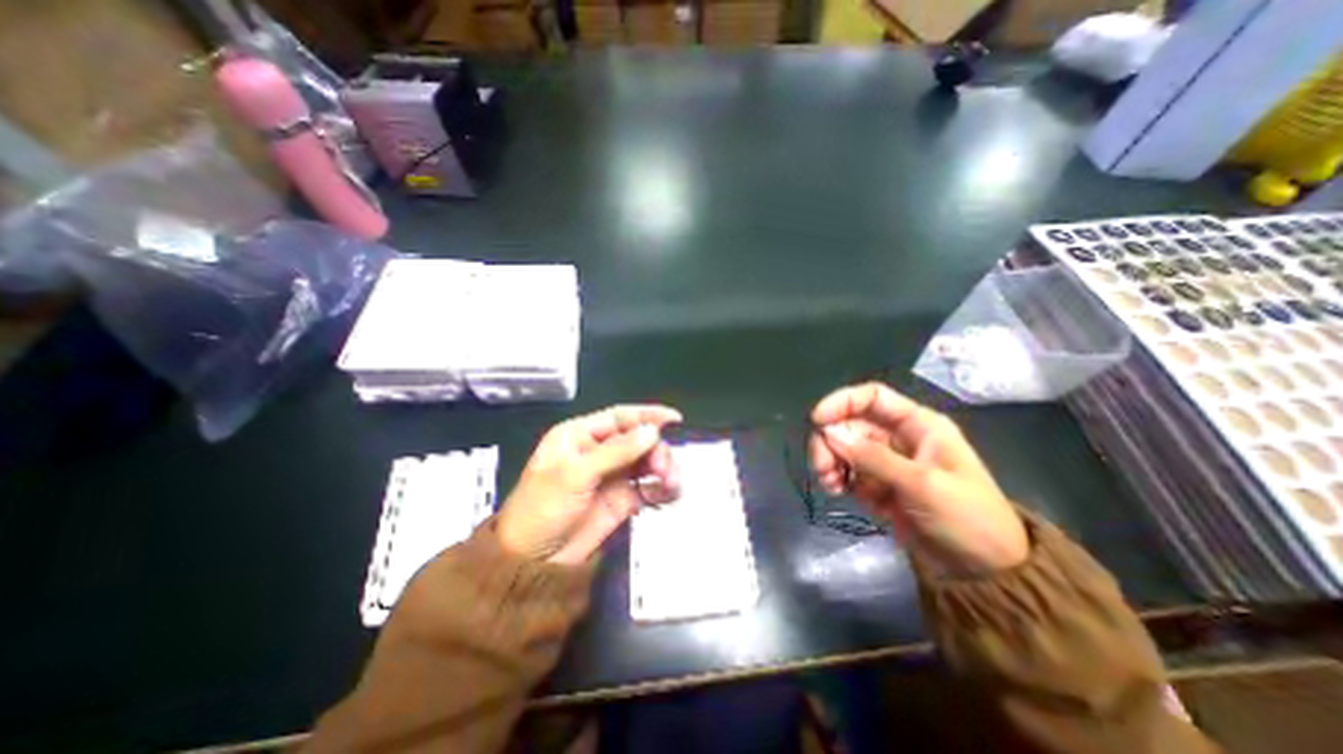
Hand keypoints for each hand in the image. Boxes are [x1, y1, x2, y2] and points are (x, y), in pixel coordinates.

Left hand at [495, 408, 684, 565]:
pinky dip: (662, 488)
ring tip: (670, 483)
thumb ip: (615, 452)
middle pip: (639, 439)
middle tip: (664, 468)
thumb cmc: (543, 509)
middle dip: (656, 449)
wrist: (533, 564)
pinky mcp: (623, 500)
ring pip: (647, 462)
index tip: (675, 420)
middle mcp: (600, 451)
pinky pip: (649, 487)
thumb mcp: (574, 475)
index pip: (620, 417)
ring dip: (664, 468)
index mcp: (581, 436)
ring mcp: (613, 476)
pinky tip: (669, 493)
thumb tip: (652, 431)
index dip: (648, 415)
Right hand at [808, 386, 1029, 574]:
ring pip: (843, 447)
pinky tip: (836, 491)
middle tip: (822, 466)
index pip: (872, 398)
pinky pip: (847, 471)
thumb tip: (828, 433)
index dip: (841, 402)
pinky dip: (836, 478)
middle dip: (830, 440)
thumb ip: (874, 458)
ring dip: (830, 460)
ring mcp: (885, 462)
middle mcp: (898, 437)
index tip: (816, 421)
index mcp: (917, 425)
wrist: (985, 573)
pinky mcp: (876, 485)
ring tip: (830, 483)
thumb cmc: (967, 518)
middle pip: (850, 423)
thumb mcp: (922, 485)